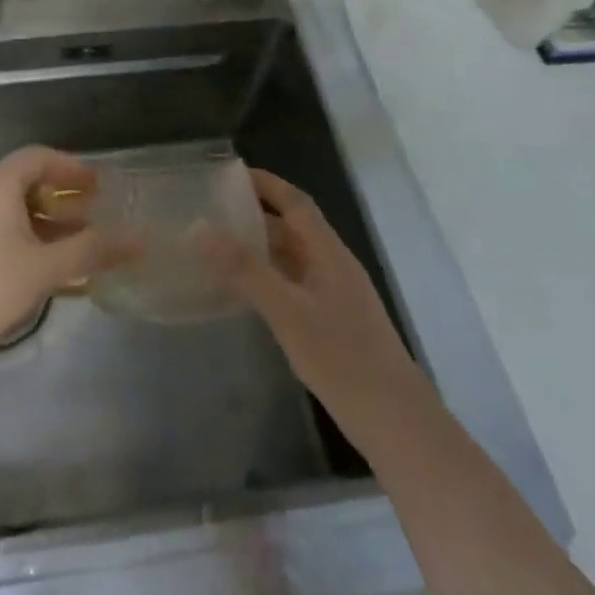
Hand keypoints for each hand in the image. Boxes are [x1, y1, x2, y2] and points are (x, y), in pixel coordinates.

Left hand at [0, 146, 138, 368]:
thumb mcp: (45, 268)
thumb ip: (92, 250)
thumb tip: (138, 239)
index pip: (37, 157)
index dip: (70, 166)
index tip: (97, 185)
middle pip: (24, 183)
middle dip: (61, 197)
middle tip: (92, 216)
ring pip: (11, 211)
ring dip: (45, 222)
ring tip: (74, 246)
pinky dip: (25, 240)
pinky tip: (41, 270)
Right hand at [199, 168, 425, 445]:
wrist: (393, 419)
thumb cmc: (341, 357)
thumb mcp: (287, 310)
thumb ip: (244, 269)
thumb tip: (201, 229)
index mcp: (329, 253)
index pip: (296, 203)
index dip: (266, 184)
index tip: (230, 175)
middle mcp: (333, 267)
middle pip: (292, 229)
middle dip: (255, 217)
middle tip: (211, 215)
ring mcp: (335, 296)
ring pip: (292, 260)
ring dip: (258, 251)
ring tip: (216, 251)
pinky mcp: (332, 322)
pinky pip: (293, 286)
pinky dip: (266, 280)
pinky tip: (243, 296)